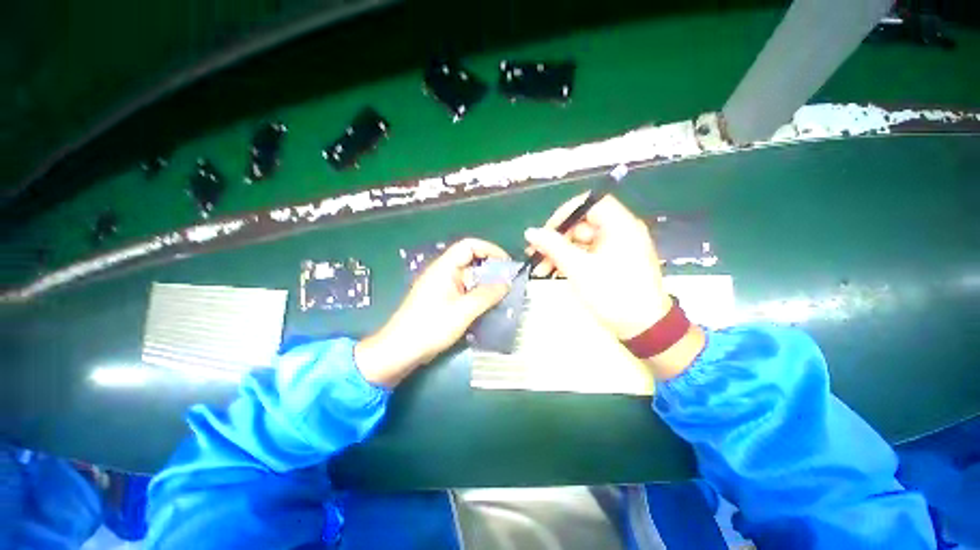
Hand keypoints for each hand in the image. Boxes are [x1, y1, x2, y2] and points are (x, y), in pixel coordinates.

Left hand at [355, 238, 510, 387]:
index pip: (469, 246)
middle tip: (509, 282)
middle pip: (470, 261)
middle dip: (491, 269)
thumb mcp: (463, 311)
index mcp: (444, 268)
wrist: (401, 350)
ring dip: (486, 284)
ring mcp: (442, 287)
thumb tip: (507, 283)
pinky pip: (464, 291)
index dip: (489, 249)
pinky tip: (488, 306)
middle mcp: (443, 273)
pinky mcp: (442, 300)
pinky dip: (477, 295)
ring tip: (503, 295)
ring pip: (469, 278)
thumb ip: (486, 295)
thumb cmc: (430, 327)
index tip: (507, 263)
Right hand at [524, 193, 670, 339]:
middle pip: (582, 225)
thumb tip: (530, 232)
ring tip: (539, 269)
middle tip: (536, 254)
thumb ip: (553, 246)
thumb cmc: (612, 294)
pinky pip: (586, 255)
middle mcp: (620, 232)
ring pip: (581, 242)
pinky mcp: (612, 263)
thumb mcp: (578, 268)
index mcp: (620, 226)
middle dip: (557, 240)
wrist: (643, 328)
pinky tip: (553, 273)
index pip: (590, 204)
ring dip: (559, 253)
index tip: (546, 230)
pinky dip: (570, 262)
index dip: (565, 213)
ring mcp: (616, 248)